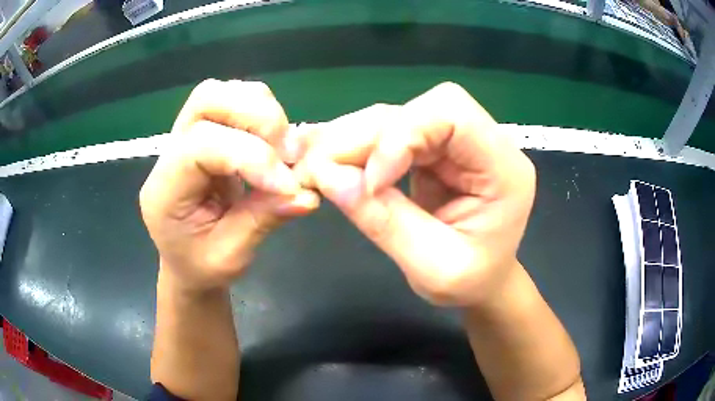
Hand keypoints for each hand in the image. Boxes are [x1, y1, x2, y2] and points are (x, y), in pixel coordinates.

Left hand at [140, 79, 318, 292]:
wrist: (186, 262)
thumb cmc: (201, 267)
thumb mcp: (231, 257)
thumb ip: (263, 220)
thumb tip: (308, 193)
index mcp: (164, 190)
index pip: (201, 145)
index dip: (251, 156)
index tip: (288, 184)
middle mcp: (168, 153)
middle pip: (206, 98)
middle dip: (256, 116)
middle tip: (286, 152)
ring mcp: (183, 137)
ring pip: (220, 92)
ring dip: (260, 110)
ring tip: (281, 147)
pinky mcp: (202, 133)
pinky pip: (231, 101)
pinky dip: (260, 112)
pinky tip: (271, 143)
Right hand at [295, 82, 535, 306]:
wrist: (482, 283)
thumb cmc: (470, 282)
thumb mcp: (433, 268)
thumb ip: (385, 222)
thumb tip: (328, 177)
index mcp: (504, 169)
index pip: (452, 114)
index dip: (403, 136)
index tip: (371, 182)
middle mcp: (484, 144)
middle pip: (420, 109)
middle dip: (366, 135)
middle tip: (320, 167)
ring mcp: (458, 144)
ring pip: (399, 117)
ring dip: (354, 138)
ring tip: (318, 166)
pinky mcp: (435, 151)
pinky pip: (391, 134)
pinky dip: (358, 147)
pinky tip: (335, 163)